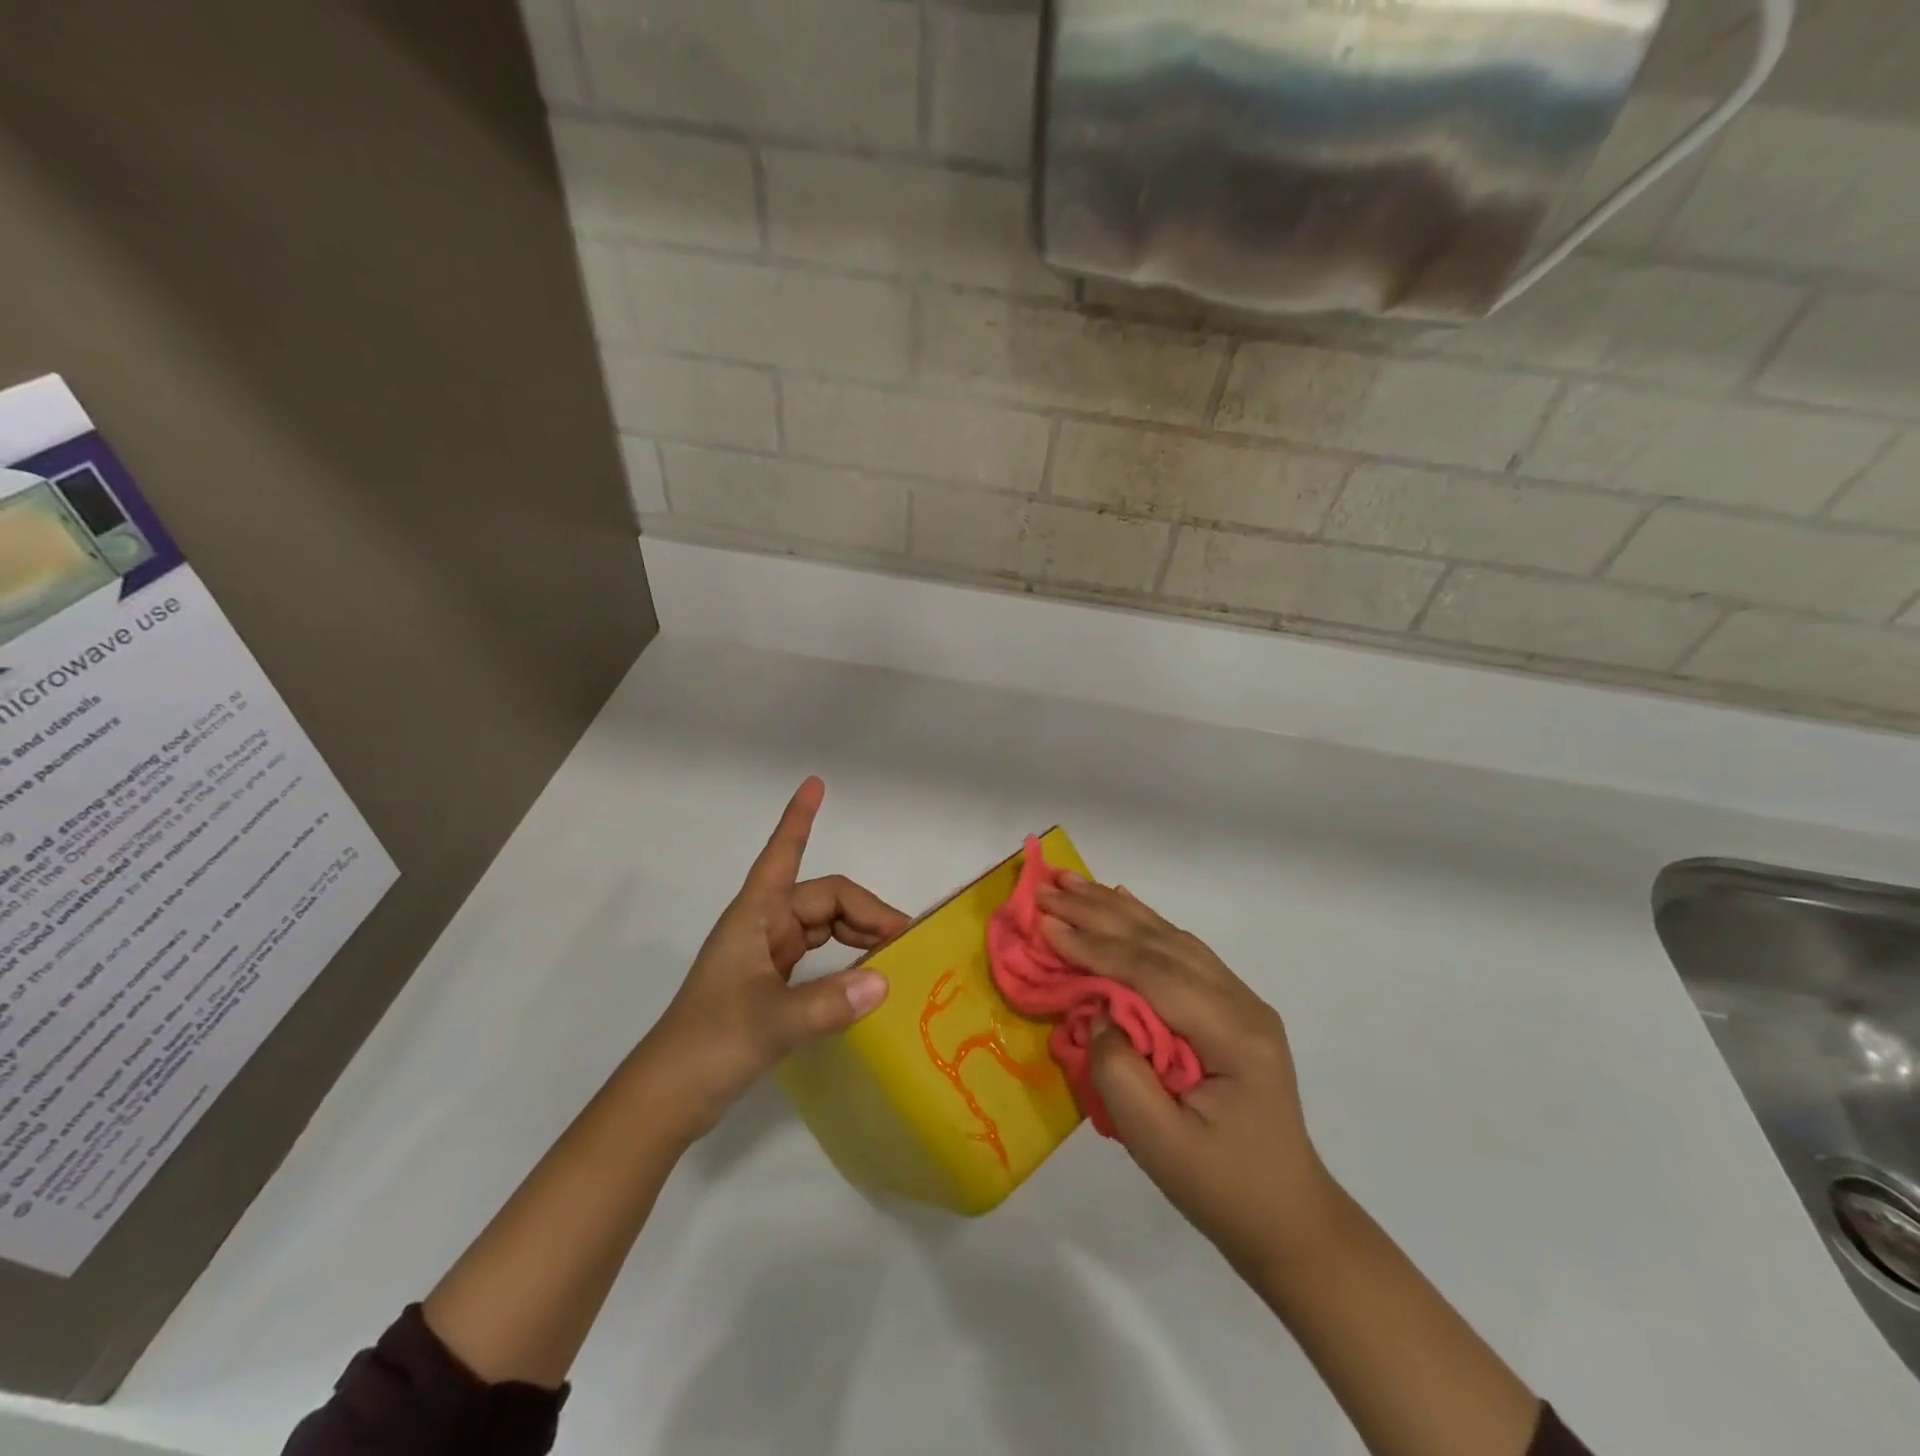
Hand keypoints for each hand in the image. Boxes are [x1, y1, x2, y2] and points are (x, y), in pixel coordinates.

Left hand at [645, 777, 907, 1135]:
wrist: (667, 1098)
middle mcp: (762, 927)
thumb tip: (884, 980)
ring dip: (858, 934)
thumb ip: (828, 1003)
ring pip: (823, 927)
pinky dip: (845, 959)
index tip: (815, 784)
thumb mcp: (771, 1023)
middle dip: (865, 911)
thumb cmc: (708, 1044)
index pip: (782, 853)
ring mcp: (765, 956)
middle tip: (905, 938)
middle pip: (822, 899)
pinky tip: (866, 976)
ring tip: (895, 953)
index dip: (798, 819)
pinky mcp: (769, 985)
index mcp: (755, 917)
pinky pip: (817, 956)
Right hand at [1035, 876, 1338, 1280]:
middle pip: (1160, 942)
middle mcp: (1241, 1002)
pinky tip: (1122, 905)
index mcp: (1232, 1034)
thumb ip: (1120, 1075)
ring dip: (1117, 909)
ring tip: (1072, 882)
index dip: (1094, 946)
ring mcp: (1239, 1000)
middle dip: (1098, 912)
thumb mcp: (1161, 1147)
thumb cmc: (1222, 1188)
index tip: (1044, 922)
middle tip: (1047, 886)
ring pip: (1170, 937)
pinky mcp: (1230, 1007)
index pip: (1152, 973)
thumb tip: (1096, 1013)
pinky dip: (1143, 924)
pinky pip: (1181, 951)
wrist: (1288, 1218)